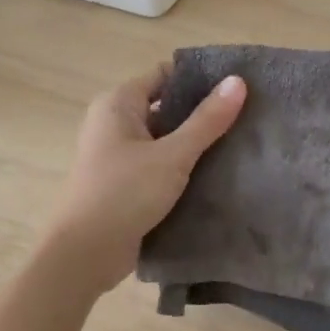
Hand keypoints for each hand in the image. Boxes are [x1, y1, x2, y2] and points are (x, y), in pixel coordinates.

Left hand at [45, 63, 246, 291]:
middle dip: (202, 113)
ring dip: (195, 143)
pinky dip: (183, 167)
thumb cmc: (123, 194)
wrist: (83, 255)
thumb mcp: (172, 155)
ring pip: (165, 139)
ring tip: (240, 143)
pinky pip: (159, 165)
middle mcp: (114, 123)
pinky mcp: (125, 184)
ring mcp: (118, 155)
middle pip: (166, 106)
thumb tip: (238, 81)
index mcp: (118, 104)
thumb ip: (207, 120)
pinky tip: (216, 174)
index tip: (236, 85)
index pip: (164, 75)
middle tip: (246, 115)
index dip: (199, 77)